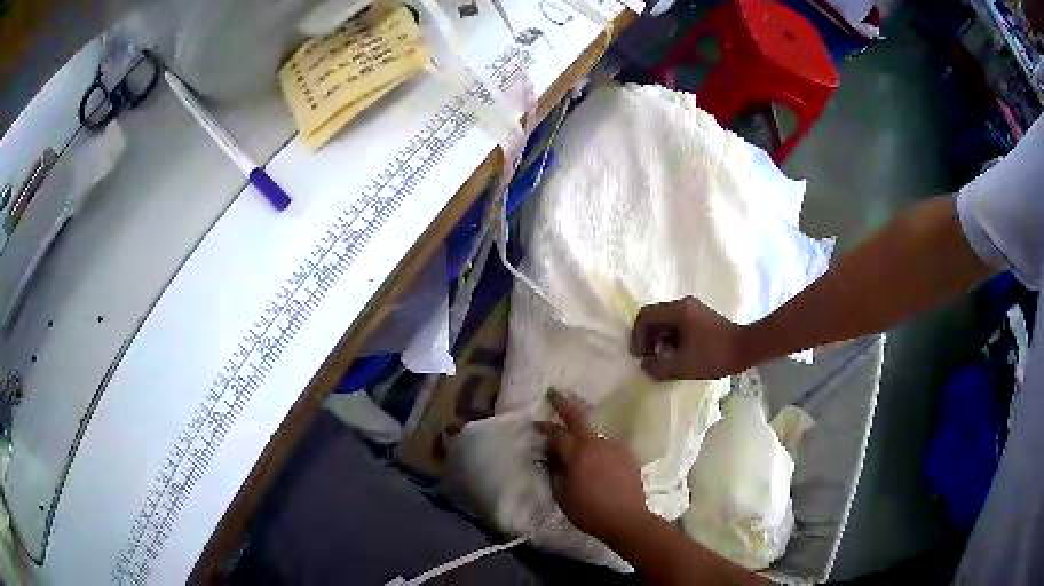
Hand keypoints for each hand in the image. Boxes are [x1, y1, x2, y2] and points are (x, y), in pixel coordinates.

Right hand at [536, 391, 650, 543]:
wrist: (627, 519)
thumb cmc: (589, 510)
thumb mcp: (562, 495)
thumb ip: (554, 471)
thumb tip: (549, 455)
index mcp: (578, 453)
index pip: (557, 434)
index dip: (544, 428)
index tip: (535, 424)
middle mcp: (597, 444)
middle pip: (578, 418)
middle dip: (564, 403)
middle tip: (554, 392)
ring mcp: (615, 447)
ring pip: (594, 435)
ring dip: (583, 436)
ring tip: (577, 447)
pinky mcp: (628, 455)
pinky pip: (608, 447)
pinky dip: (598, 449)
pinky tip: (597, 462)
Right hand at [631, 296, 747, 380]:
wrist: (747, 348)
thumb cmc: (715, 355)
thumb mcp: (684, 365)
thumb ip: (659, 367)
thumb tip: (645, 366)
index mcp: (678, 310)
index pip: (646, 316)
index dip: (637, 336)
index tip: (640, 356)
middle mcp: (683, 305)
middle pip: (654, 317)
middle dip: (647, 339)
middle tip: (648, 359)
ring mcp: (693, 310)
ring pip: (666, 322)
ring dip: (659, 340)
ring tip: (662, 360)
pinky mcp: (701, 318)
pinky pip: (677, 325)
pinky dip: (671, 340)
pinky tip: (677, 356)